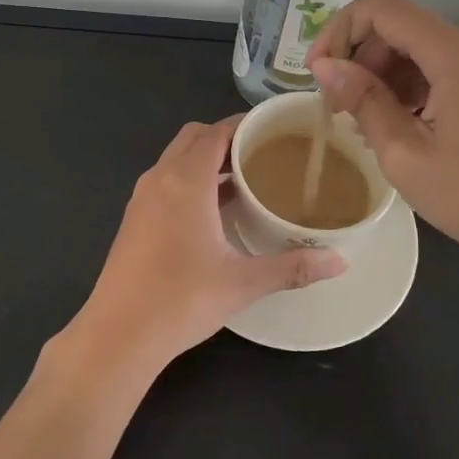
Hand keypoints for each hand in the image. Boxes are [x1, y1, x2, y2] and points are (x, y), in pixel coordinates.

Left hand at [65, 117, 345, 372]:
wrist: (119, 333)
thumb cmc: (181, 299)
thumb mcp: (243, 282)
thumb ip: (292, 268)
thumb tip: (340, 262)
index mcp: (186, 182)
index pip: (215, 133)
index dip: (242, 124)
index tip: (273, 128)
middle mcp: (160, 178)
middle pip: (193, 137)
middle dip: (224, 137)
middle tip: (260, 153)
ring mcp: (142, 198)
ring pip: (175, 158)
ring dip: (205, 159)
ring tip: (243, 178)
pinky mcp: (134, 218)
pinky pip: (165, 180)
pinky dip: (188, 178)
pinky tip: (212, 210)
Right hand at [307, 0, 458, 289]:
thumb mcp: (405, 154)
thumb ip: (362, 100)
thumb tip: (324, 66)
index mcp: (457, 53)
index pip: (382, 9)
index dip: (340, 29)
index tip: (318, 72)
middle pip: (400, 27)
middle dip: (360, 58)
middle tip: (338, 107)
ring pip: (419, 47)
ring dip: (383, 75)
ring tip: (364, 123)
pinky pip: (442, 66)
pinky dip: (411, 85)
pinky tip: (398, 124)